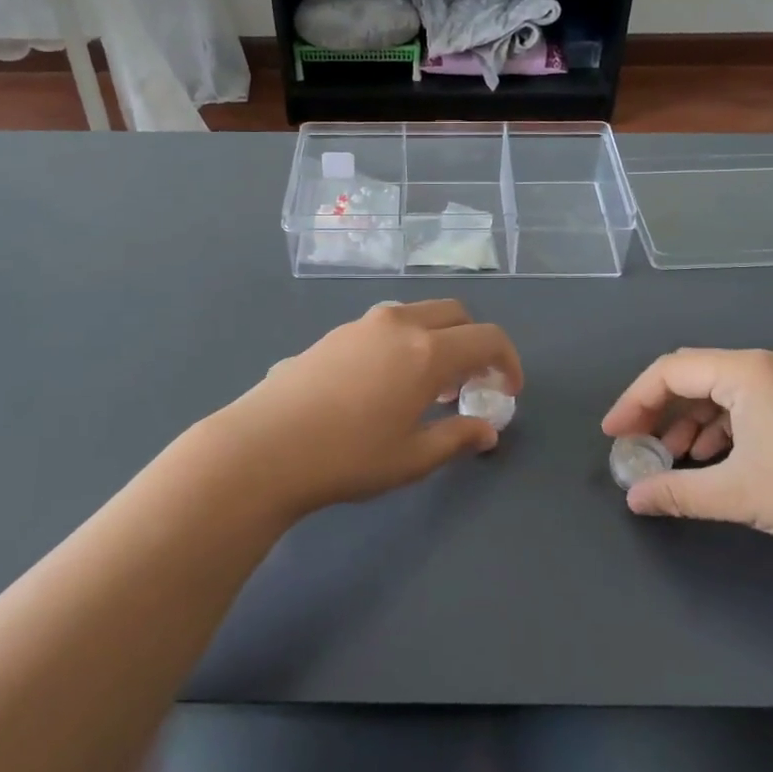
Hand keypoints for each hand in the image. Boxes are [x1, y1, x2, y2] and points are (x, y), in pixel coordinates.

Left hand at [207, 301, 520, 520]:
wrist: (265, 446)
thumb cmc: (348, 457)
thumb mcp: (412, 457)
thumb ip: (457, 438)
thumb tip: (487, 430)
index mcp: (427, 351)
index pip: (487, 338)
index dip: (507, 362)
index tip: (506, 393)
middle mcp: (399, 324)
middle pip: (455, 314)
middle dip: (473, 343)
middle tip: (468, 387)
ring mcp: (362, 324)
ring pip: (417, 315)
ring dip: (437, 340)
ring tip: (426, 388)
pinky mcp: (334, 333)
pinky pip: (385, 326)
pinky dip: (404, 342)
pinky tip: (383, 385)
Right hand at [603, 349, 772, 571]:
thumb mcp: (740, 494)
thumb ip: (678, 492)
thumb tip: (634, 499)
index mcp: (748, 371)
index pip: (671, 371)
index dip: (634, 401)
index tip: (614, 436)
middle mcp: (769, 365)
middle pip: (695, 377)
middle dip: (661, 413)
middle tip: (640, 449)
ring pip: (723, 393)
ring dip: (692, 424)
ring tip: (677, 462)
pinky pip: (750, 406)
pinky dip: (724, 430)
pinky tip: (719, 462)